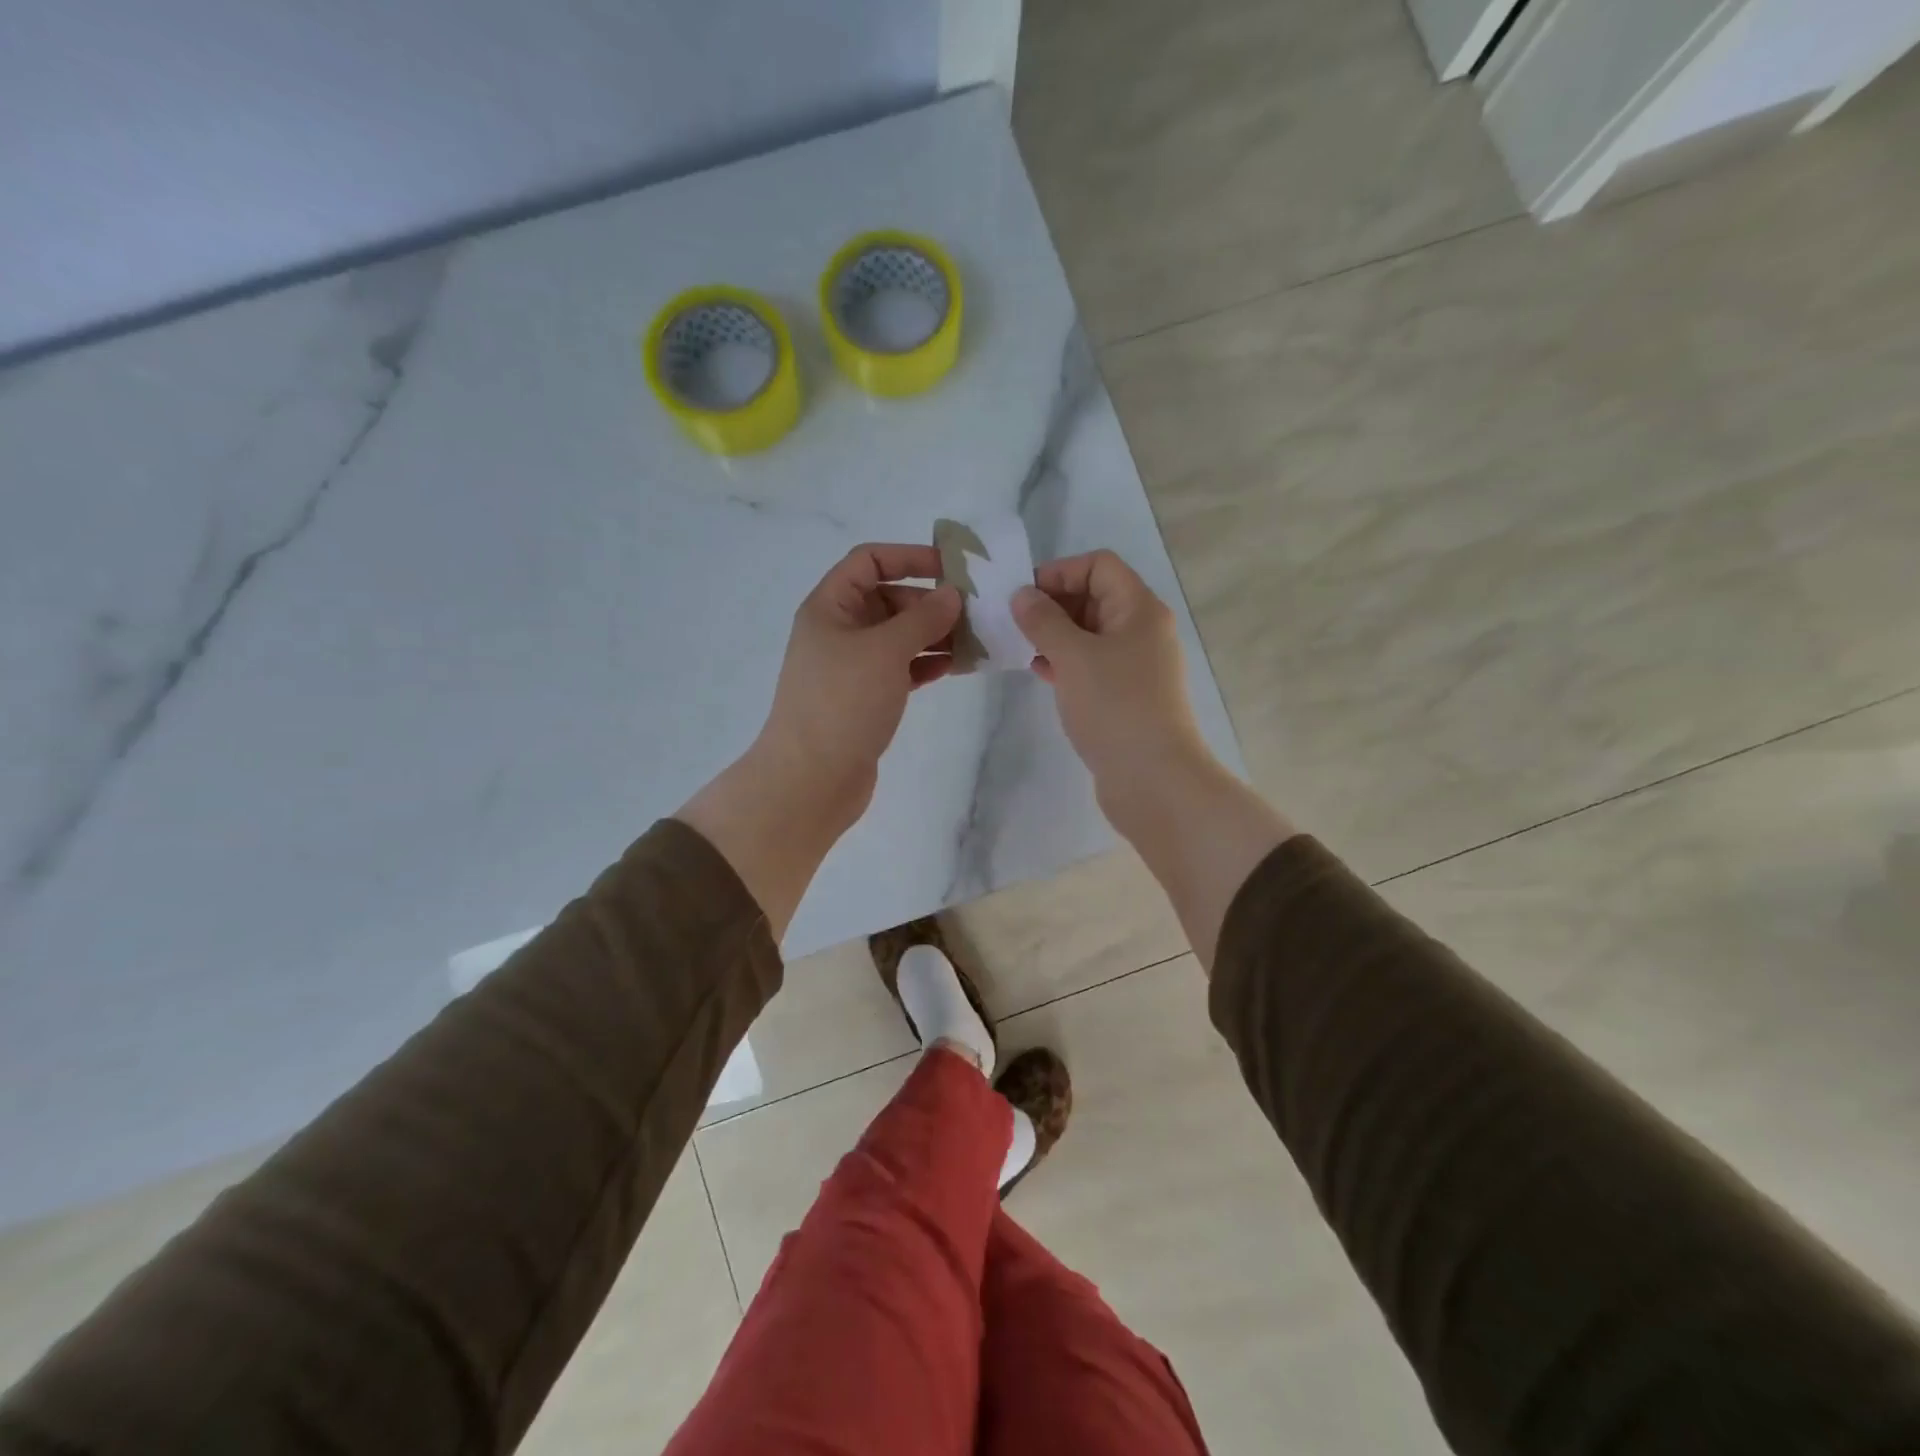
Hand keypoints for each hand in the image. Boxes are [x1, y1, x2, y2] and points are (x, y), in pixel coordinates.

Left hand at [678, 544, 959, 935]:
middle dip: (930, 602)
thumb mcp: (885, 650)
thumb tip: (952, 594)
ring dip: (935, 635)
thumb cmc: (843, 703)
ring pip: (899, 637)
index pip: (869, 561)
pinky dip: (926, 664)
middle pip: (889, 599)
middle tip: (975, 612)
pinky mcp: (866, 697)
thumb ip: (922, 618)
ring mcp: (852, 667)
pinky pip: (901, 668)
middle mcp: (839, 631)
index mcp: (830, 607)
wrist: (812, 779)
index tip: (953, 569)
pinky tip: (957, 667)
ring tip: (976, 640)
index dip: (909, 557)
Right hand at [1012, 550, 1212, 809]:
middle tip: (1012, 622)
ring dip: (1055, 635)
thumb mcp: (1073, 656)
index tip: (1023, 596)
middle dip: (1053, 604)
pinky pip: (1091, 666)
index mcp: (1139, 609)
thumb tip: (1023, 594)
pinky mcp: (1125, 696)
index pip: (1100, 566)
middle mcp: (1142, 631)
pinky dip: (1065, 663)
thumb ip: (1044, 620)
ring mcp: (1136, 666)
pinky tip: (1039, 673)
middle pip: (1095, 597)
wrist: (1153, 779)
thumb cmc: (1115, 707)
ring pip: (1090, 634)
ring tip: (1018, 646)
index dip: (1060, 572)